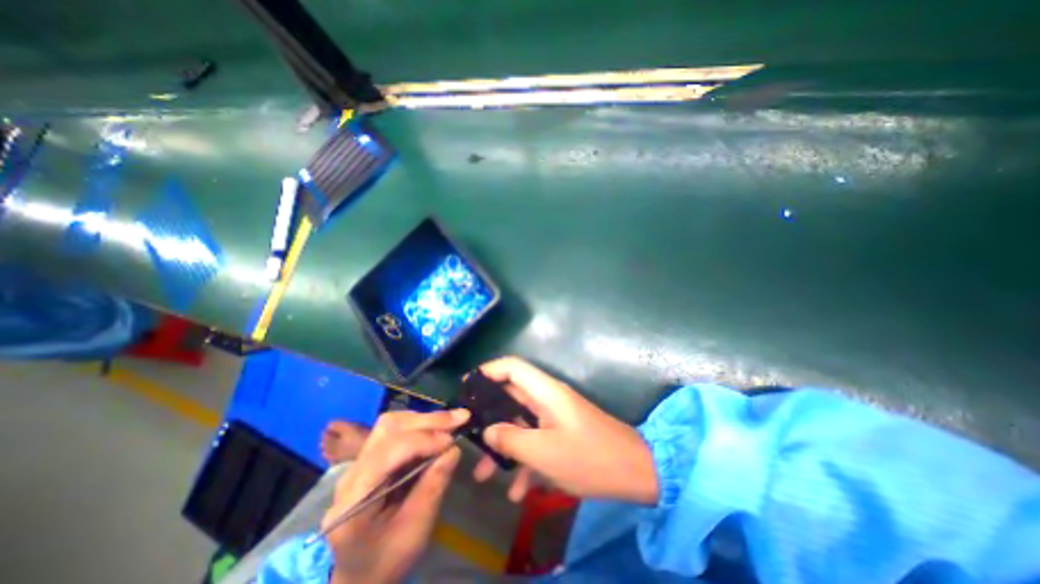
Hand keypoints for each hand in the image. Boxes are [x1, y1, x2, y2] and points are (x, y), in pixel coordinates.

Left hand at [324, 408, 470, 580]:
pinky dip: (420, 425)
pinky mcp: (371, 457)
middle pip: (388, 429)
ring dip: (424, 419)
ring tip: (451, 422)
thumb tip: (454, 449)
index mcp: (353, 500)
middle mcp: (351, 473)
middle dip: (427, 421)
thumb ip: (433, 487)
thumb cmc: (386, 560)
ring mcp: (358, 462)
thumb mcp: (415, 532)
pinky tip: (438, 429)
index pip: (387, 452)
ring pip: (392, 424)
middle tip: (459, 418)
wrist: (359, 574)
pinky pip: (396, 431)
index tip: (452, 441)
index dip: (422, 440)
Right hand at [473, 356, 657, 505]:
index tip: (467, 388)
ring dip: (503, 446)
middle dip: (489, 417)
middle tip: (468, 435)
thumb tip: (488, 431)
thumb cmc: (589, 457)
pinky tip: (518, 493)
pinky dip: (524, 461)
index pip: (512, 367)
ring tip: (484, 475)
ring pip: (520, 423)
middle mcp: (547, 399)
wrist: (635, 473)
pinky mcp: (561, 434)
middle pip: (510, 397)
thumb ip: (511, 439)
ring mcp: (554, 417)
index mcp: (545, 392)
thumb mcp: (544, 452)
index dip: (488, 371)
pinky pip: (535, 441)